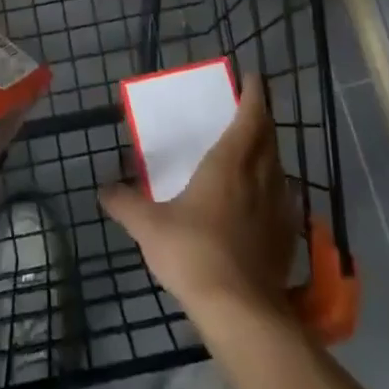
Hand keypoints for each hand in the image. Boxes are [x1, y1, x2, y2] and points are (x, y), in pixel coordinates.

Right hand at [101, 73, 297, 319]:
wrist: (240, 310)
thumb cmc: (193, 253)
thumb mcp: (148, 227)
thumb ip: (124, 203)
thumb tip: (102, 188)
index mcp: (230, 164)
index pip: (250, 118)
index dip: (254, 95)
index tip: (253, 78)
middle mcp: (260, 178)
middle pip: (269, 137)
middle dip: (262, 119)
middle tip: (250, 109)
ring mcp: (278, 208)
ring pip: (279, 167)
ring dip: (270, 151)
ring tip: (255, 150)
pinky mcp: (286, 236)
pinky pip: (284, 198)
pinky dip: (275, 186)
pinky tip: (264, 200)